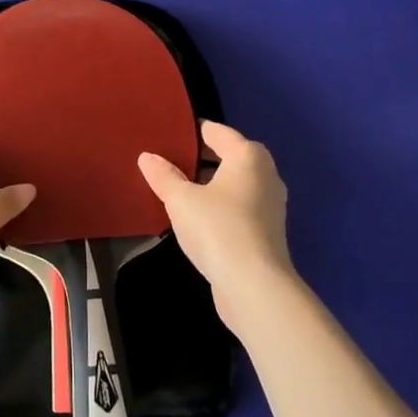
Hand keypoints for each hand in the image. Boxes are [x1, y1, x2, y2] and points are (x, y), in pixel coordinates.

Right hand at [138, 120, 296, 334]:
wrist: (254, 285)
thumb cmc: (217, 228)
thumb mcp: (181, 199)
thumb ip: (164, 176)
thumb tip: (147, 157)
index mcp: (248, 156)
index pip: (217, 131)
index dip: (192, 131)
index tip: (167, 134)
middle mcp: (265, 174)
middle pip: (229, 156)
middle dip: (200, 158)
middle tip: (167, 160)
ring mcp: (270, 205)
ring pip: (234, 184)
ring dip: (209, 184)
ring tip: (177, 188)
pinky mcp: (266, 232)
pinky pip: (238, 206)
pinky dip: (219, 205)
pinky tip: (195, 217)